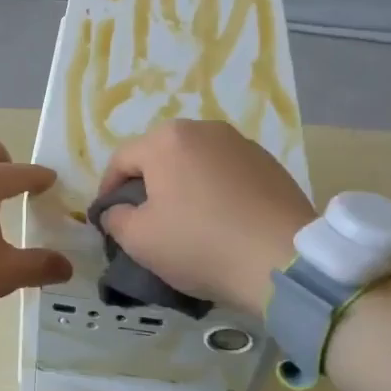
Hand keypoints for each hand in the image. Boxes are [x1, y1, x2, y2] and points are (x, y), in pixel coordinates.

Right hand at [97, 120, 316, 312]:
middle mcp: (203, 130)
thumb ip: (115, 218)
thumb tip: (116, 210)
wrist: (282, 260)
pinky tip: (220, 219)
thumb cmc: (199, 244)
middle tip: (145, 218)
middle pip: (160, 155)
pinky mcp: (270, 163)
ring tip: (185, 219)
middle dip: (147, 183)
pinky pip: (227, 172)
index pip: (121, 160)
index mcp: (166, 140)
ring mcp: (241, 143)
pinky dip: (215, 190)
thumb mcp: (139, 239)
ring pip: (195, 161)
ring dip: (183, 184)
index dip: (108, 190)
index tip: (108, 218)